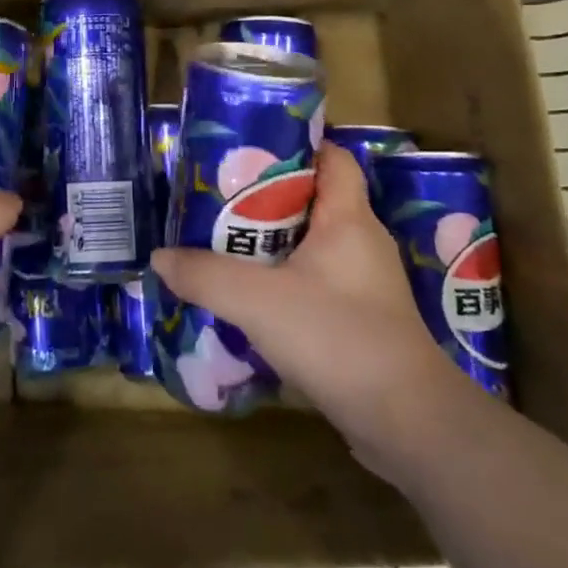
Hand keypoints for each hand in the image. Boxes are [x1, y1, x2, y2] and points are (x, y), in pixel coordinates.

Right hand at [151, 142, 457, 460]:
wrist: (407, 423)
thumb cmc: (337, 337)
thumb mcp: (258, 301)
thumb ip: (204, 275)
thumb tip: (160, 257)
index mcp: (349, 218)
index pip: (333, 157)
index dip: (295, 145)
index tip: (248, 150)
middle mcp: (361, 242)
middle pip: (313, 199)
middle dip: (265, 196)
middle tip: (217, 198)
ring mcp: (364, 284)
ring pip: (310, 245)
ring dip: (270, 242)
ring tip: (222, 242)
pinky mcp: (360, 320)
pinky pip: (314, 282)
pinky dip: (282, 280)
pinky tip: (248, 296)